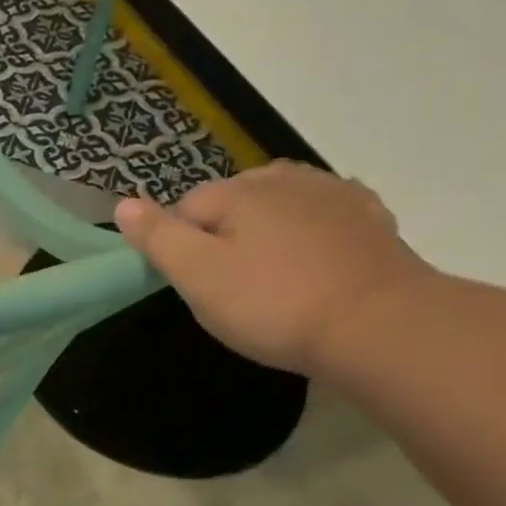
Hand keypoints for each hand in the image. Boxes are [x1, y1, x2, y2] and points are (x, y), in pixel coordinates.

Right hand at [113, 161, 434, 376]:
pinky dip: (310, 232)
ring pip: (278, 205)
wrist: (381, 327)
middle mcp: (285, 179)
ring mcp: (334, 194)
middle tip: (232, 286)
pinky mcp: (370, 218)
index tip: (197, 285)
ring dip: (267, 230)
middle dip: (224, 235)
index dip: (181, 248)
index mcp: (238, 191)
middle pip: (232, 202)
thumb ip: (157, 237)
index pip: (184, 209)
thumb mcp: (197, 276)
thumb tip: (124, 202)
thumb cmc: (273, 304)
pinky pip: (323, 215)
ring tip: (271, 276)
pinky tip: (313, 262)